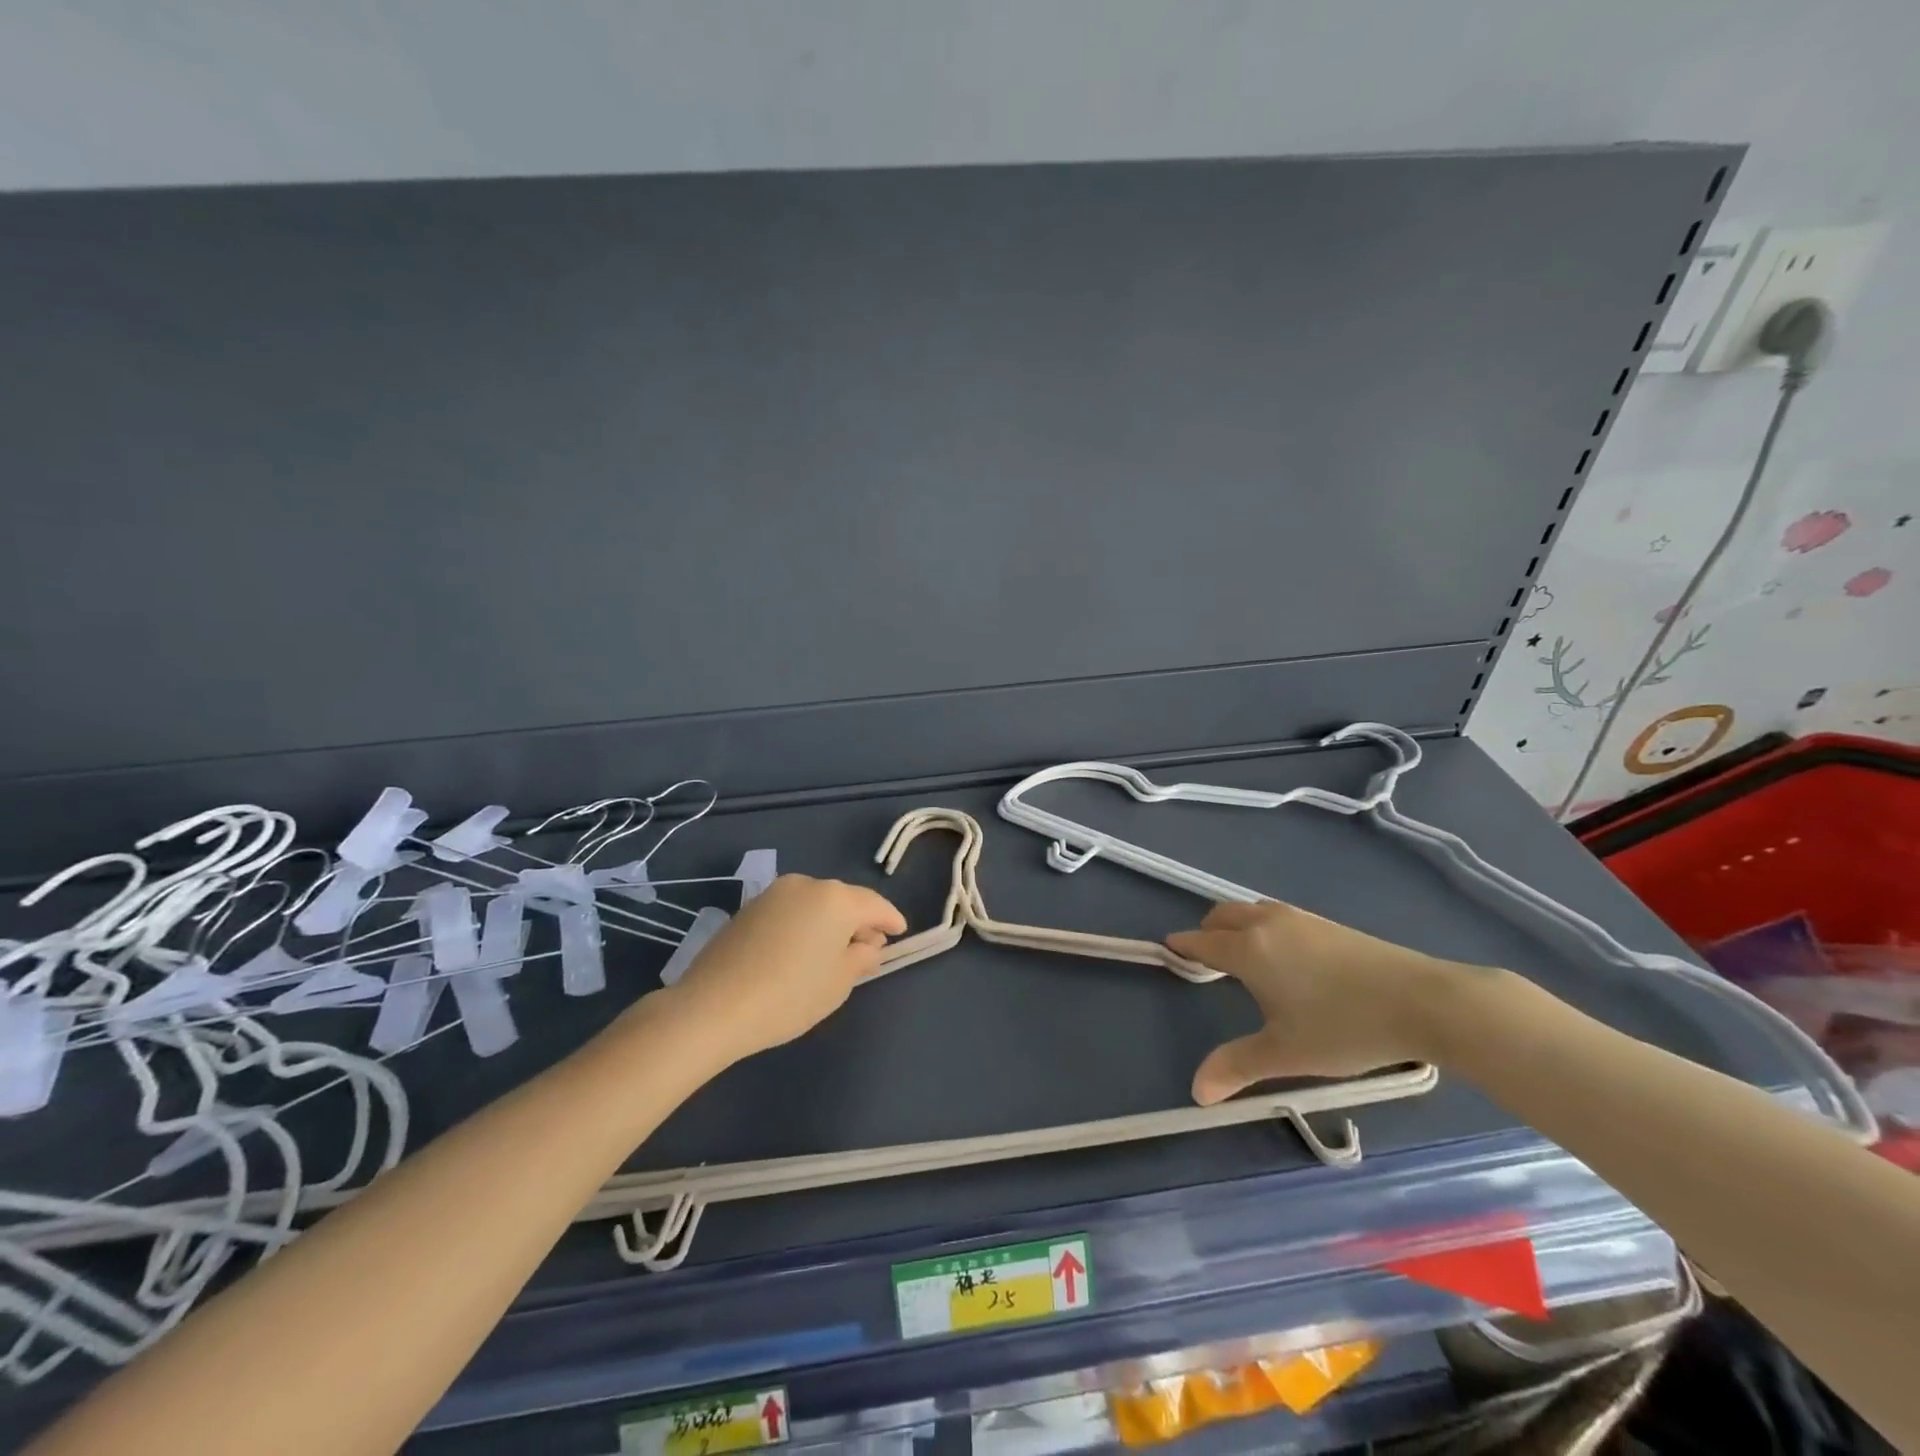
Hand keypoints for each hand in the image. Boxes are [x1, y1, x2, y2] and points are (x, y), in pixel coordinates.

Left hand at [663, 874, 906, 1063]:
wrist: (712, 1007)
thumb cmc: (788, 996)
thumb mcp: (839, 983)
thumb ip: (862, 957)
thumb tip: (868, 945)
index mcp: (835, 899)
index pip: (875, 905)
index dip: (891, 919)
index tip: (901, 932)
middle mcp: (806, 885)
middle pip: (844, 900)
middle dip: (859, 921)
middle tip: (869, 947)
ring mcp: (774, 894)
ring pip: (815, 903)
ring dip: (829, 922)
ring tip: (834, 951)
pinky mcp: (749, 908)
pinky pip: (791, 911)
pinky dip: (804, 925)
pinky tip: (801, 950)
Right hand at [1167, 901, 1470, 1102]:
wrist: (1422, 1001)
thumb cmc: (1344, 1027)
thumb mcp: (1285, 1053)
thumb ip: (1237, 1066)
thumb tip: (1195, 1091)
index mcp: (1248, 950)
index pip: (1201, 942)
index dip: (1182, 947)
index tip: (1168, 952)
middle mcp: (1266, 924)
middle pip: (1222, 916)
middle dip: (1207, 932)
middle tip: (1205, 962)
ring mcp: (1298, 918)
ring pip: (1250, 911)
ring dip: (1235, 926)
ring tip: (1242, 958)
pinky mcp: (1325, 922)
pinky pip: (1275, 915)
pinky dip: (1261, 926)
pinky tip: (1283, 956)